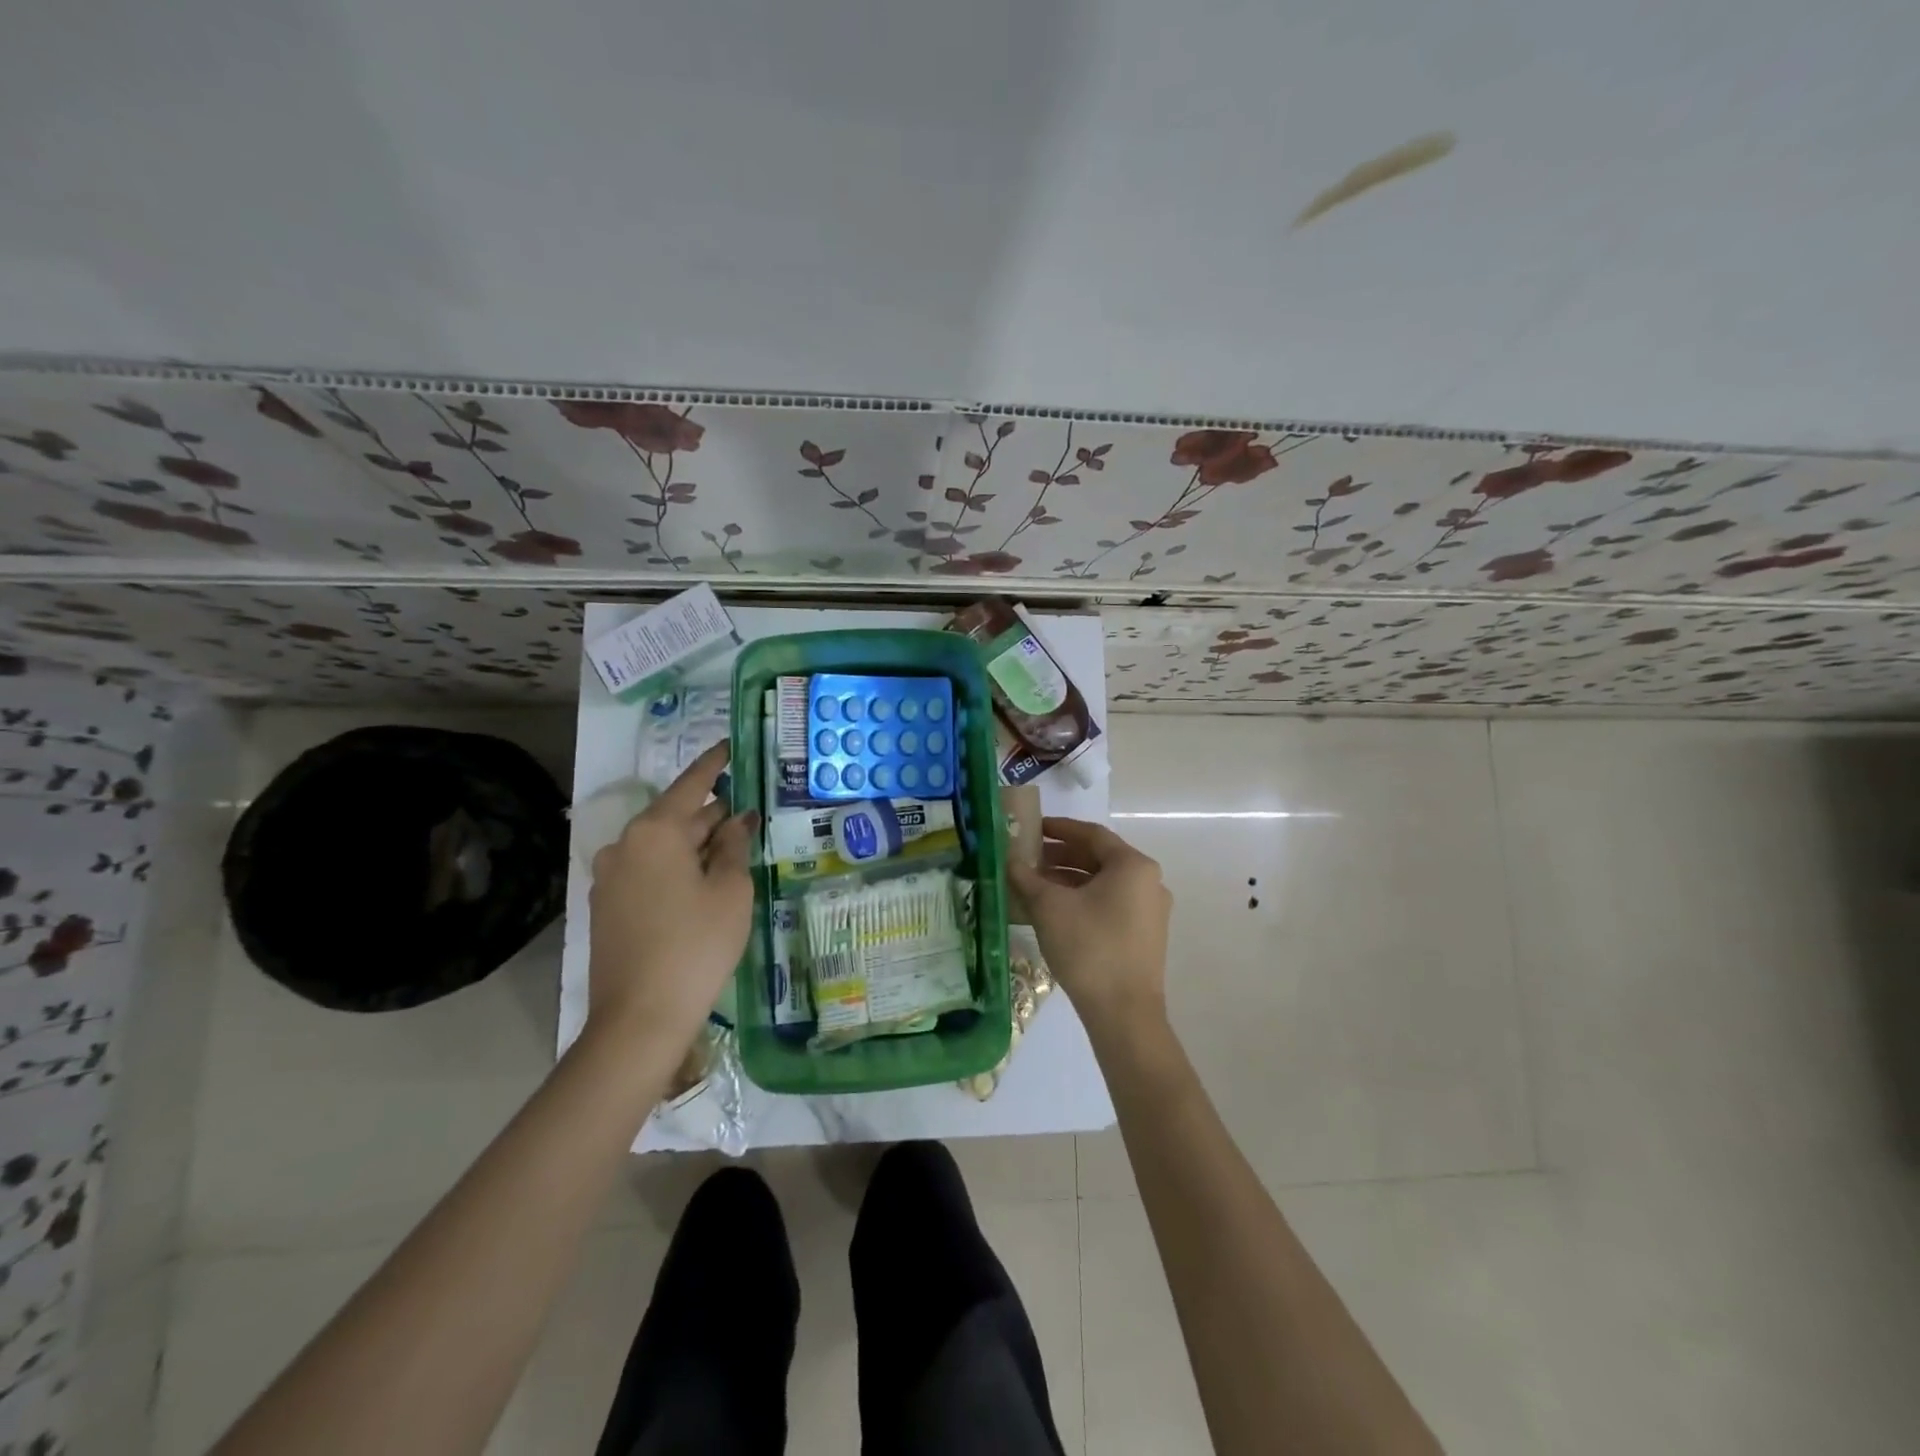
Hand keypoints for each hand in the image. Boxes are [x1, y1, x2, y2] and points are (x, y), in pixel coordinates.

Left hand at [587, 741, 756, 1053]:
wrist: (640, 1017)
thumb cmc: (696, 944)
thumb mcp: (730, 890)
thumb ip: (733, 846)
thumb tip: (735, 820)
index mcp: (655, 832)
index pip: (690, 785)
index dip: (714, 765)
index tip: (729, 746)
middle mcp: (624, 845)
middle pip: (676, 818)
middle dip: (711, 815)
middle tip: (747, 813)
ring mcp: (609, 878)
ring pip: (661, 848)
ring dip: (694, 846)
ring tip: (730, 851)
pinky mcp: (606, 908)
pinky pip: (647, 872)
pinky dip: (675, 869)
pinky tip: (701, 885)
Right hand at [1007, 817, 1172, 1037]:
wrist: (1124, 1014)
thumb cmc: (1089, 947)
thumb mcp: (1049, 907)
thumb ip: (1026, 877)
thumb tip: (1008, 860)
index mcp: (1133, 865)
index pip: (1091, 834)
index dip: (1059, 828)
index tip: (1032, 828)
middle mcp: (1149, 882)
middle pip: (1099, 858)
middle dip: (1061, 856)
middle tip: (1028, 858)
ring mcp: (1150, 911)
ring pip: (1103, 883)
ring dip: (1069, 880)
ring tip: (1034, 885)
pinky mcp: (1145, 936)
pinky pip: (1110, 904)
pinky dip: (1083, 900)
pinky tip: (1054, 912)